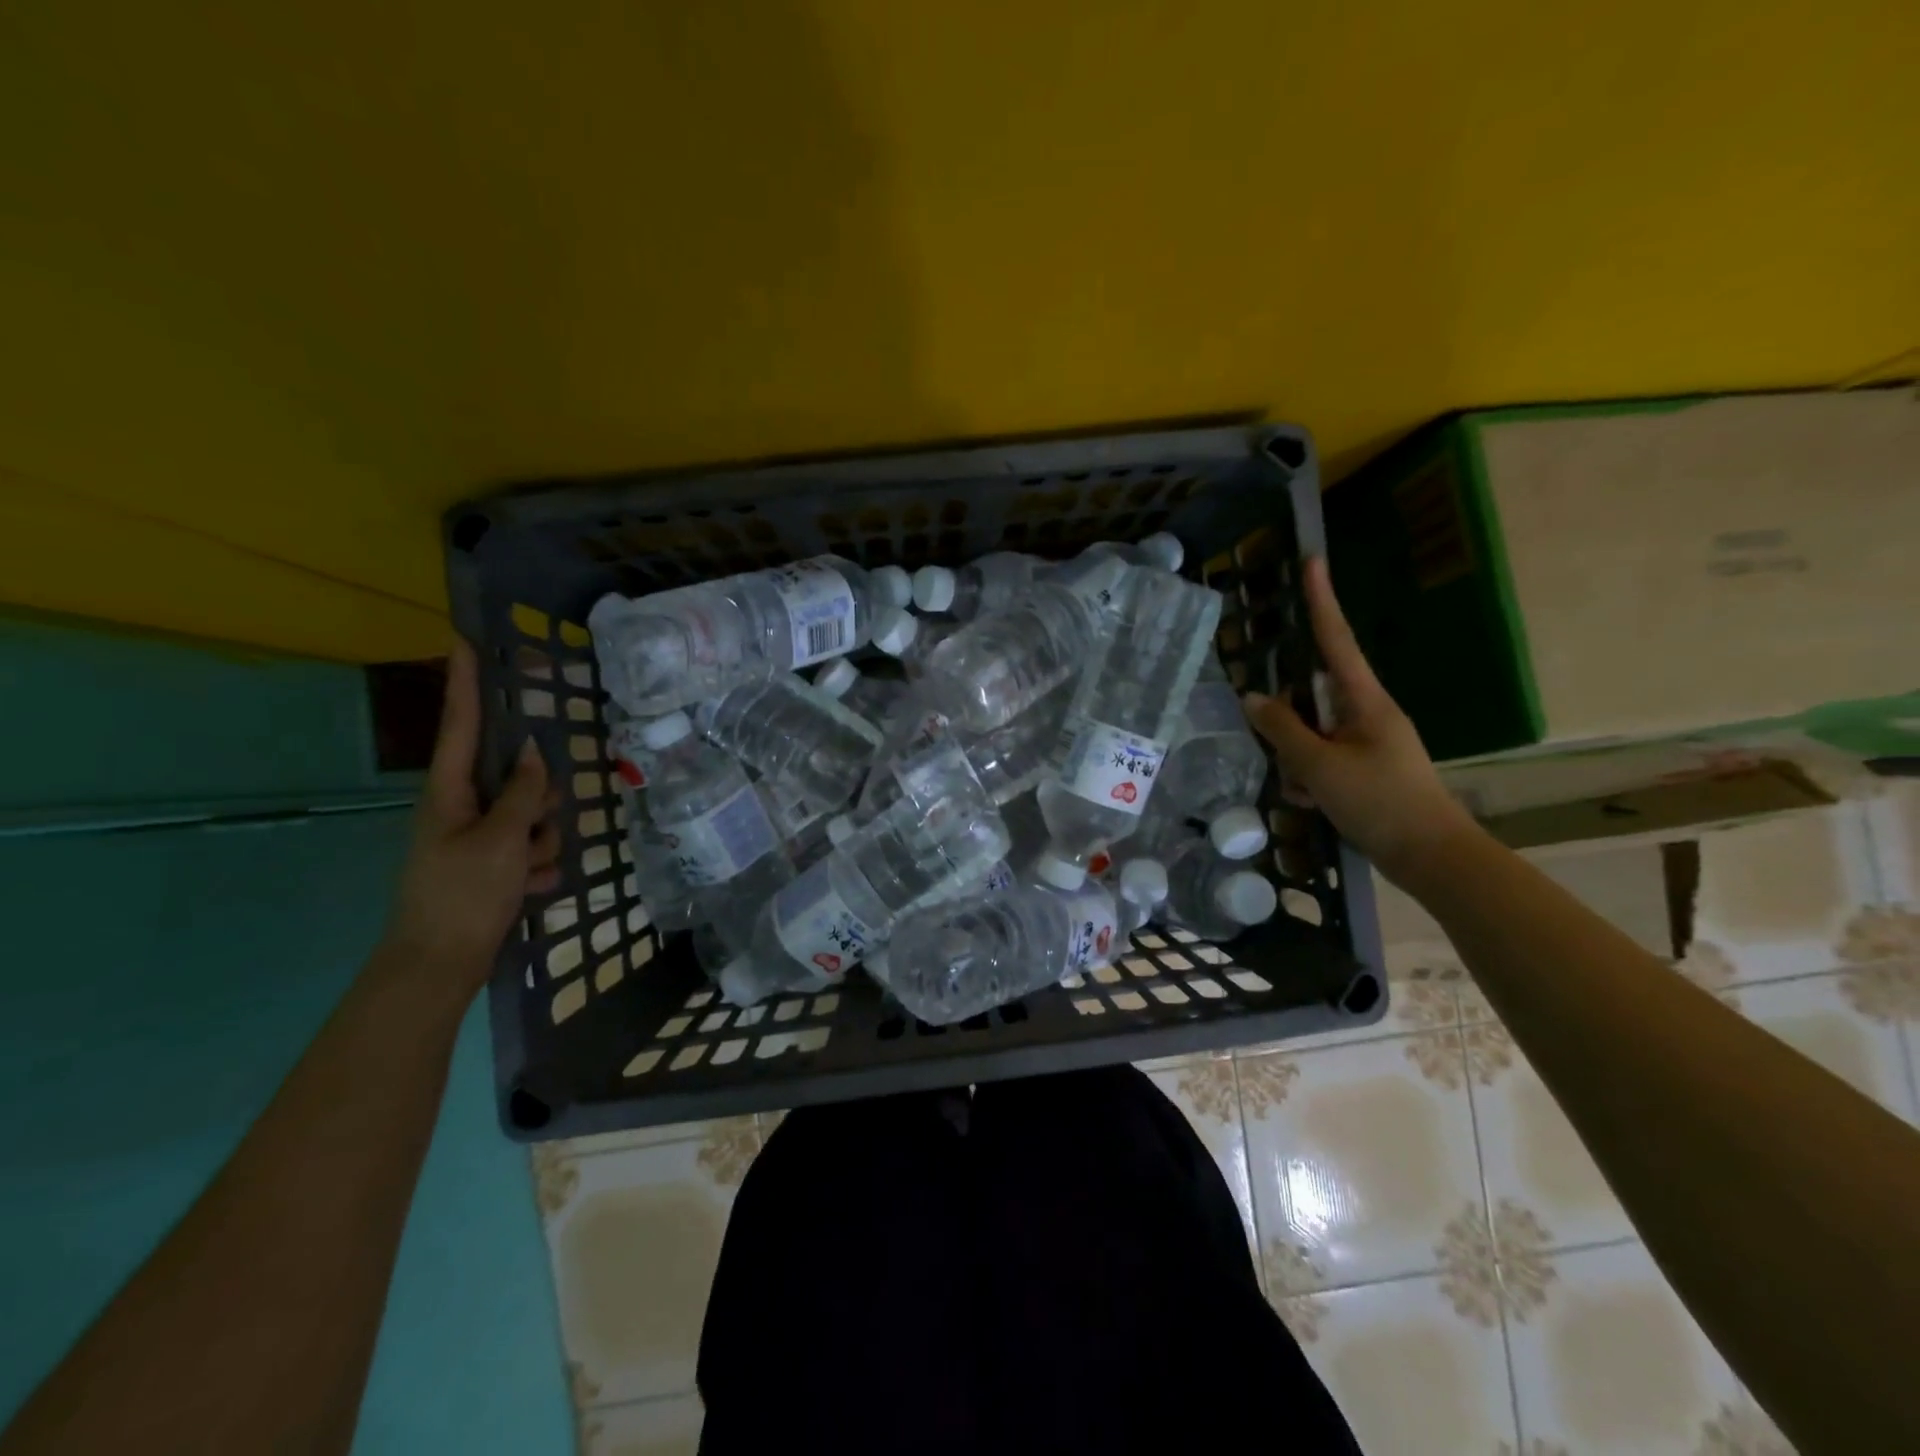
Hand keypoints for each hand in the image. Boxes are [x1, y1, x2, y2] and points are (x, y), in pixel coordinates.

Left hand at [382, 640, 560, 991]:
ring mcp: (479, 837)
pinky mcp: (493, 864)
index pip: (462, 724)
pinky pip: (533, 848)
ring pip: (534, 816)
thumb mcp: (501, 841)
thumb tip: (539, 753)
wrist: (440, 966)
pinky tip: (527, 891)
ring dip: (543, 842)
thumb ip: (525, 794)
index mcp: (450, 792)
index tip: (465, 638)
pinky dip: (537, 868)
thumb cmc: (463, 895)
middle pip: (518, 777)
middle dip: (540, 801)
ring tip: (527, 873)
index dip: (467, 682)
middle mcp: (463, 807)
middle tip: (538, 826)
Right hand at [1241, 557, 1474, 884]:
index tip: (1312, 562)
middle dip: (1289, 720)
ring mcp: (1369, 742)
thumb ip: (1282, 729)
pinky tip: (1309, 802)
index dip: (1321, 601)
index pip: (1336, 640)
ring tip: (1302, 791)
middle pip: (1314, 695)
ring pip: (1313, 732)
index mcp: (1365, 700)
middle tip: (1281, 745)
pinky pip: (1323, 758)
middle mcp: (1368, 713)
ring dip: (1297, 757)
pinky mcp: (1366, 769)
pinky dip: (1309, 777)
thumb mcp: (1319, 765)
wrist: (1430, 855)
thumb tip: (1253, 698)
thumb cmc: (1378, 801)